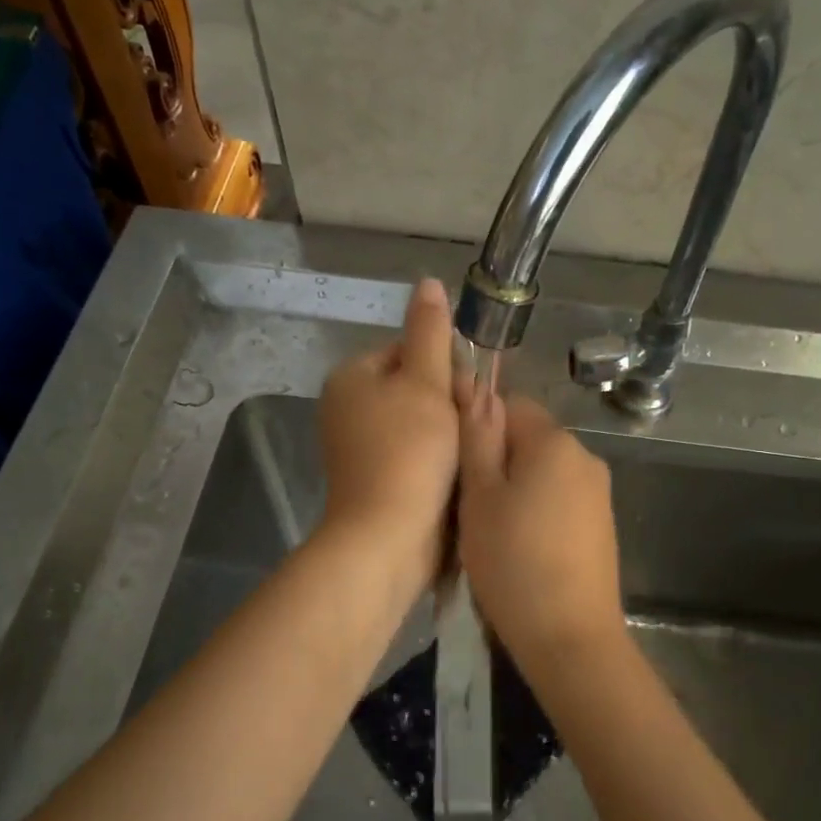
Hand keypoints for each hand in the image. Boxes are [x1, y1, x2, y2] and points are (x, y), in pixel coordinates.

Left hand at [317, 277, 459, 593]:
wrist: (388, 538)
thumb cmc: (409, 453)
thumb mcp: (425, 383)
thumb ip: (430, 332)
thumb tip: (428, 283)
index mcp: (352, 376)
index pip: (409, 349)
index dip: (446, 366)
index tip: (470, 391)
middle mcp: (348, 407)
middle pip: (414, 387)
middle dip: (450, 402)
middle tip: (472, 424)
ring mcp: (359, 447)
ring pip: (420, 423)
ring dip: (449, 433)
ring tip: (469, 451)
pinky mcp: (375, 480)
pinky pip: (415, 455)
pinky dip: (436, 460)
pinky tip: (457, 474)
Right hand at [456, 389, 625, 666]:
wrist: (569, 637)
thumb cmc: (512, 562)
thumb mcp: (480, 496)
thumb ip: (478, 438)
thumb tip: (478, 386)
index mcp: (554, 441)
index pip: (509, 404)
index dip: (477, 428)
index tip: (456, 468)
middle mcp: (584, 456)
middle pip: (528, 439)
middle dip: (496, 461)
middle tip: (467, 505)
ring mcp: (598, 492)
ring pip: (542, 471)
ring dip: (515, 488)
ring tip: (491, 532)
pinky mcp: (601, 524)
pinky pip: (560, 499)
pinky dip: (537, 511)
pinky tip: (521, 548)